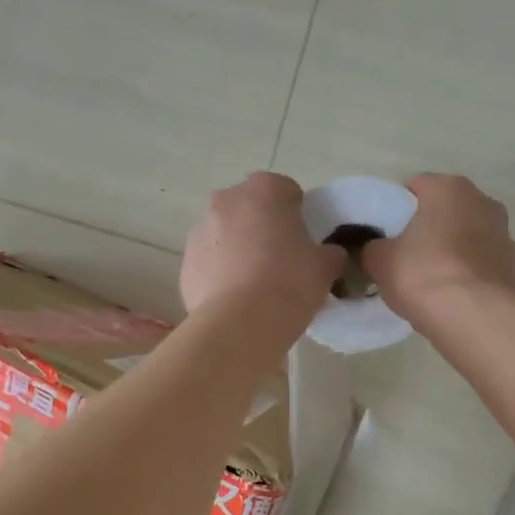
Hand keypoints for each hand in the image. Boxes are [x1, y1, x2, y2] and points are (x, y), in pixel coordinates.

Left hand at [181, 172, 343, 324]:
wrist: (240, 324)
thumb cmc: (289, 284)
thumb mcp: (325, 267)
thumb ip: (329, 253)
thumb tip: (328, 254)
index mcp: (264, 190)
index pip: (286, 190)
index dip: (298, 214)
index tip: (304, 240)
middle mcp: (226, 200)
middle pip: (250, 208)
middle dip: (263, 227)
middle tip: (280, 260)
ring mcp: (200, 230)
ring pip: (226, 234)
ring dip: (239, 249)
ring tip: (255, 285)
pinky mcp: (185, 263)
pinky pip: (210, 262)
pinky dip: (220, 273)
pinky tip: (235, 299)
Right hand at [365, 173, 514, 326]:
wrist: (474, 316)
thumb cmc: (422, 274)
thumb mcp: (379, 260)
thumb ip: (373, 247)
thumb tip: (377, 249)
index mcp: (448, 188)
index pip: (416, 186)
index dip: (397, 208)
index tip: (386, 232)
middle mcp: (483, 201)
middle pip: (447, 210)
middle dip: (430, 227)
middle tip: (408, 255)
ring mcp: (505, 234)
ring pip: (470, 236)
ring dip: (455, 250)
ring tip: (434, 280)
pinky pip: (485, 264)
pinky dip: (472, 274)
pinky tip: (457, 296)